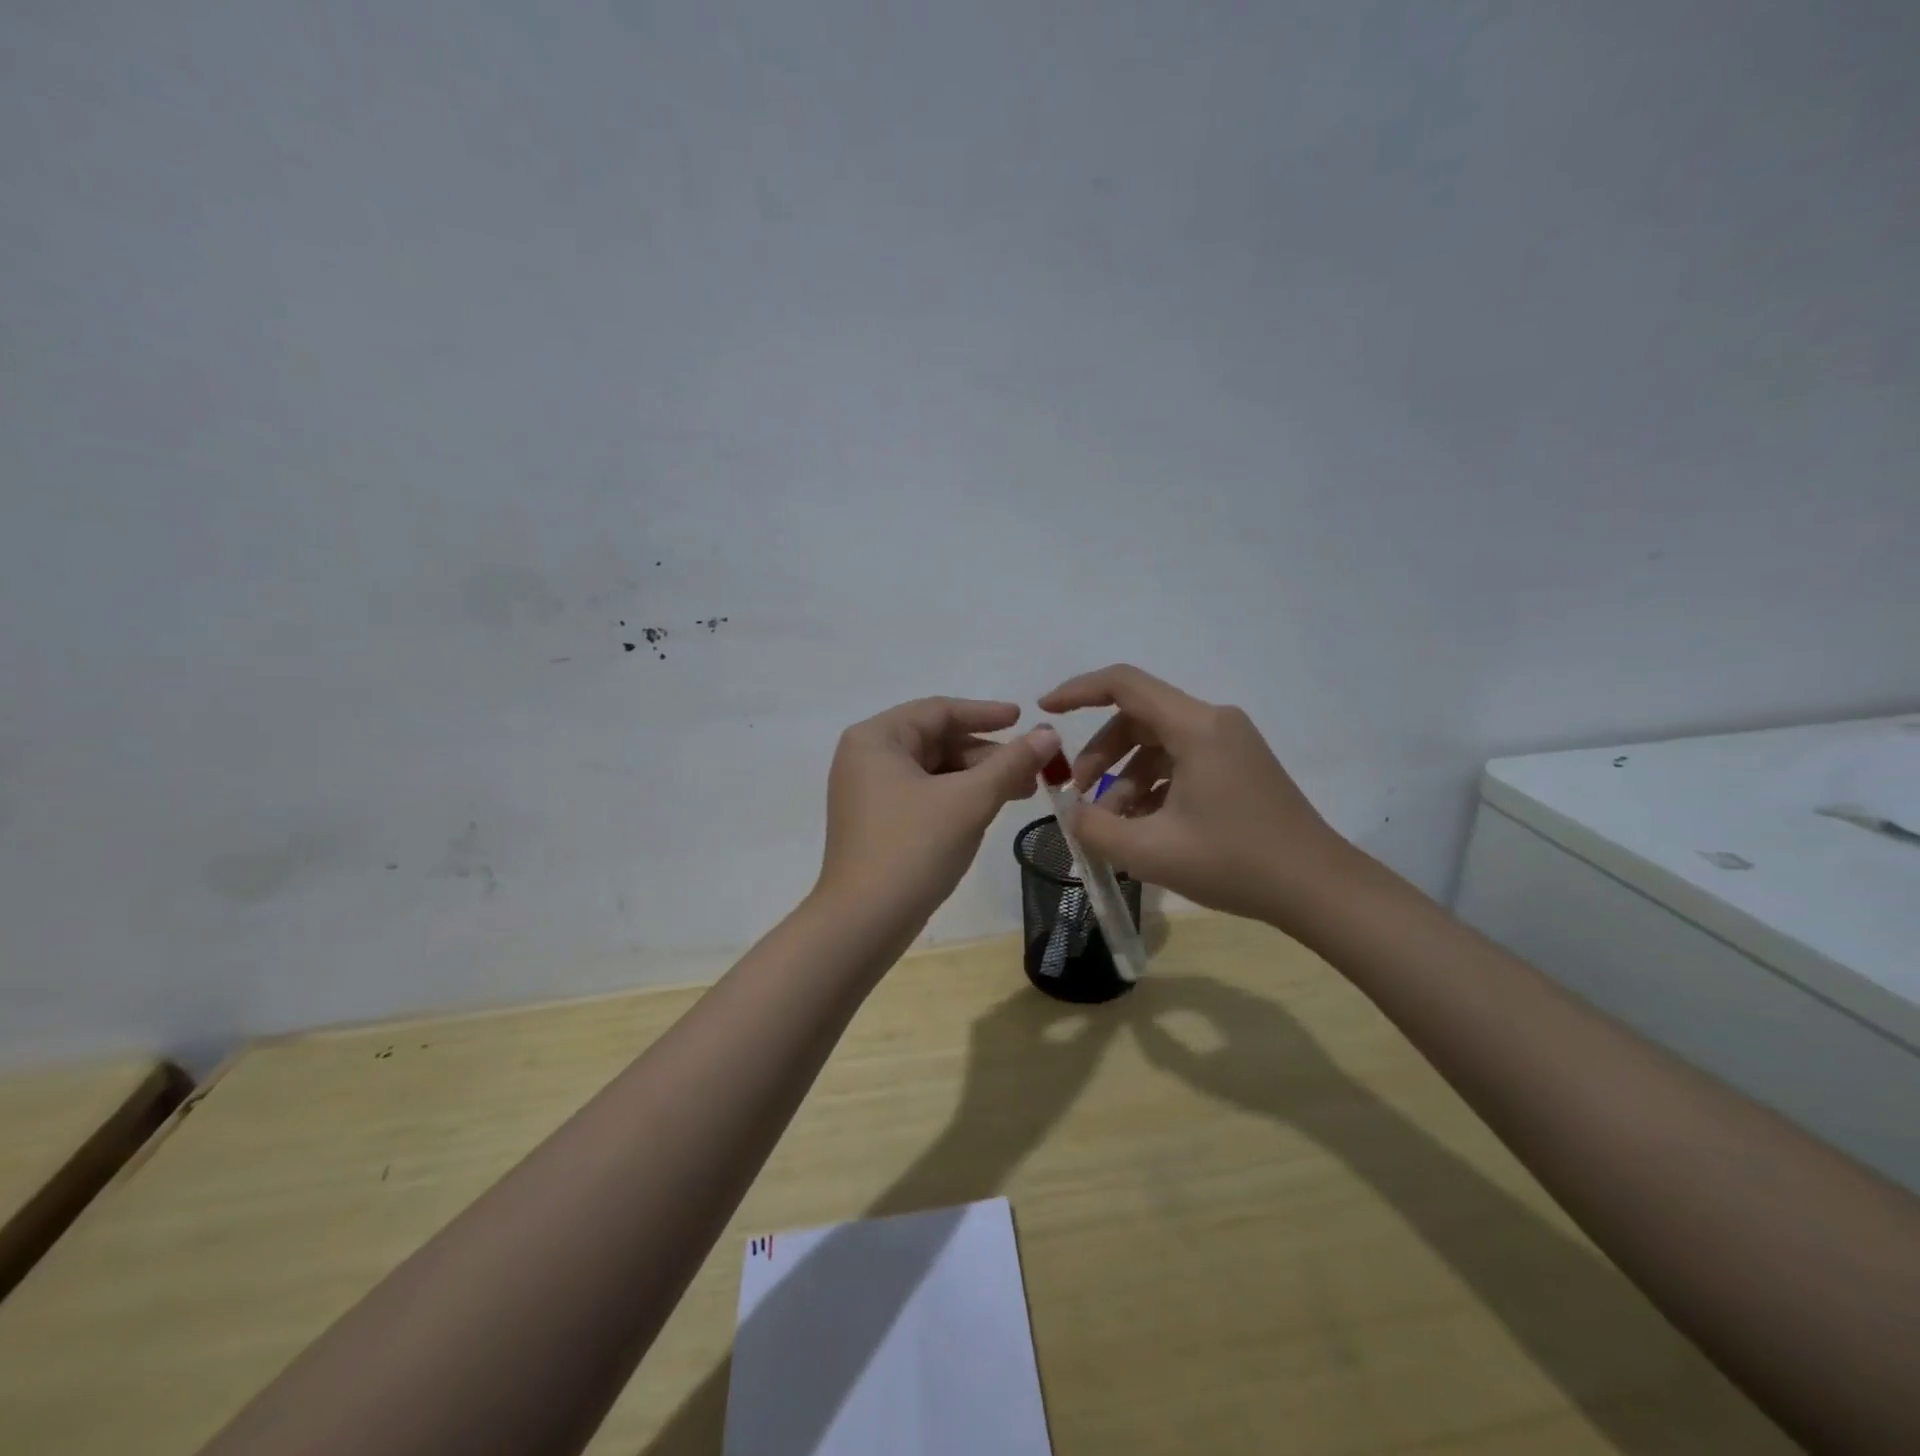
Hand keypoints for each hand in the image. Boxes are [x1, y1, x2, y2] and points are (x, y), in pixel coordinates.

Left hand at [818, 697, 1059, 927]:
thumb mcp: (969, 801)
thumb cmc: (913, 848)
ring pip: (934, 770)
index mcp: (876, 739)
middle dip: (987, 753)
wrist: (863, 923)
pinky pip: (924, 795)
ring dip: (978, 777)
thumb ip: (1011, 763)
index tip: (1024, 719)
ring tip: (1023, 791)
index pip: (938, 711)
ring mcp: (868, 792)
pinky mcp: (877, 822)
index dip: (985, 714)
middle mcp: (866, 757)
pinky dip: (958, 797)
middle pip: (936, 740)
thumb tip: (1049, 735)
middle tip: (1033, 768)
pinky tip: (990, 809)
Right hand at [1037, 665, 1357, 927]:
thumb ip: (1094, 829)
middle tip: (1080, 796)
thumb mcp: (1150, 851)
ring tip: (1111, 824)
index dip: (1078, 691)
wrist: (1319, 890)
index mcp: (1196, 727)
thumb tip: (1071, 813)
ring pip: (1157, 744)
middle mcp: (1214, 723)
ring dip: (1124, 777)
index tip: (1045, 710)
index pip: (1124, 684)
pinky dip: (1152, 787)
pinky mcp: (1237, 767)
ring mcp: (1230, 744)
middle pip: (1137, 718)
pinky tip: (1142, 827)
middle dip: (1101, 754)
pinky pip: (1180, 762)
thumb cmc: (1234, 863)